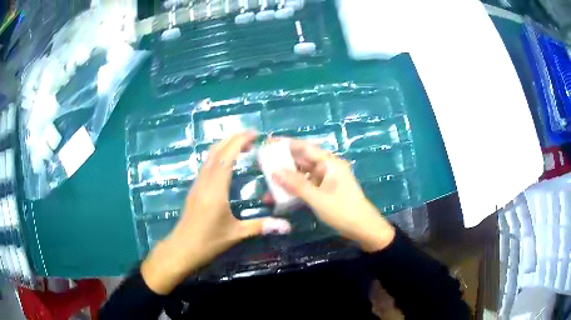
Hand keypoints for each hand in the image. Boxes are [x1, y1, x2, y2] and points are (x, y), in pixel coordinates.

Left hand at [141, 132, 290, 294]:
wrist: (181, 248)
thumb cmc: (208, 242)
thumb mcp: (235, 234)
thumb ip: (261, 226)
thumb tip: (287, 226)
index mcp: (216, 189)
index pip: (227, 157)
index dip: (240, 141)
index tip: (255, 134)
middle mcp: (205, 181)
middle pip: (216, 151)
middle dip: (233, 139)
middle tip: (252, 137)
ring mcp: (197, 184)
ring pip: (209, 156)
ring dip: (224, 146)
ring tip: (242, 146)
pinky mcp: (194, 189)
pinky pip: (206, 165)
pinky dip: (218, 156)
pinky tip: (227, 163)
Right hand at [272, 139, 394, 251]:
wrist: (364, 229)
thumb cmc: (343, 211)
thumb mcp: (317, 198)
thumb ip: (296, 184)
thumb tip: (274, 171)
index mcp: (330, 163)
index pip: (305, 147)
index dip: (286, 144)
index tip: (269, 143)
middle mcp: (328, 168)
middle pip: (303, 160)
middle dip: (284, 163)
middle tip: (263, 165)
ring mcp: (328, 180)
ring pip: (304, 175)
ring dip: (288, 179)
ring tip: (268, 183)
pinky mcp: (326, 191)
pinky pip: (308, 186)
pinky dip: (296, 190)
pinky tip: (282, 196)